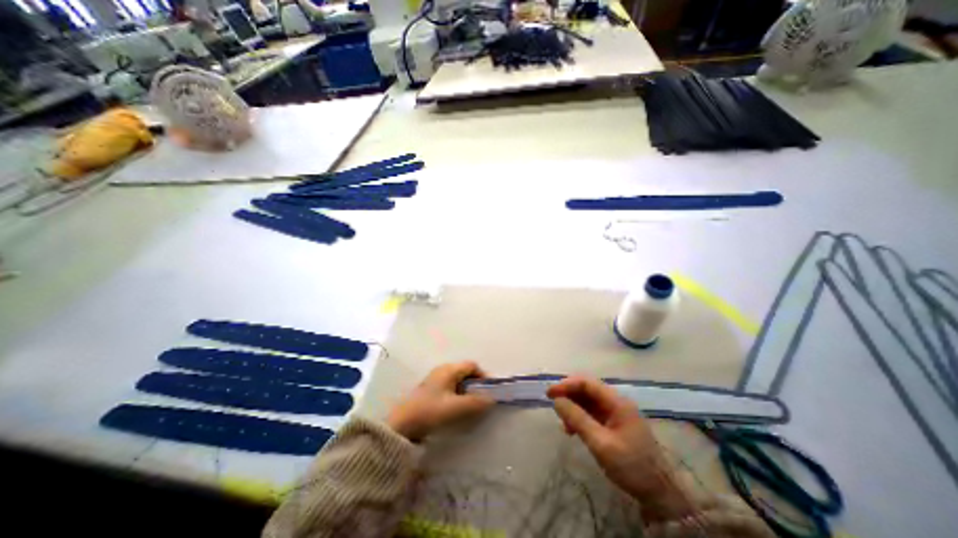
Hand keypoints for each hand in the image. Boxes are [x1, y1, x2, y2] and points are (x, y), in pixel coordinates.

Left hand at [386, 362, 492, 441]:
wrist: (401, 425)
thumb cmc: (430, 411)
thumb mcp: (456, 408)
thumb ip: (476, 402)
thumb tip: (492, 399)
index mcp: (449, 369)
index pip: (472, 365)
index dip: (483, 376)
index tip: (489, 391)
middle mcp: (442, 371)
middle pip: (465, 373)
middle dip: (476, 385)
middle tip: (482, 400)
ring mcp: (435, 380)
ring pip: (457, 382)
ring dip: (467, 392)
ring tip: (471, 407)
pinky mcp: (430, 391)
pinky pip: (450, 388)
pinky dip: (458, 396)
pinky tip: (457, 410)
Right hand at [546, 374, 696, 521]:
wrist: (660, 494)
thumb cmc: (631, 466)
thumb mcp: (601, 443)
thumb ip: (577, 419)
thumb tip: (557, 401)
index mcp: (617, 402)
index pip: (587, 383)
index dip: (567, 385)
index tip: (550, 393)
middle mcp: (616, 402)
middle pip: (587, 389)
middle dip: (569, 395)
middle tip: (553, 405)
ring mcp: (616, 413)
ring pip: (588, 401)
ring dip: (573, 407)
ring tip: (563, 424)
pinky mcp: (614, 423)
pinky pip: (592, 413)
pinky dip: (580, 417)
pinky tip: (573, 430)